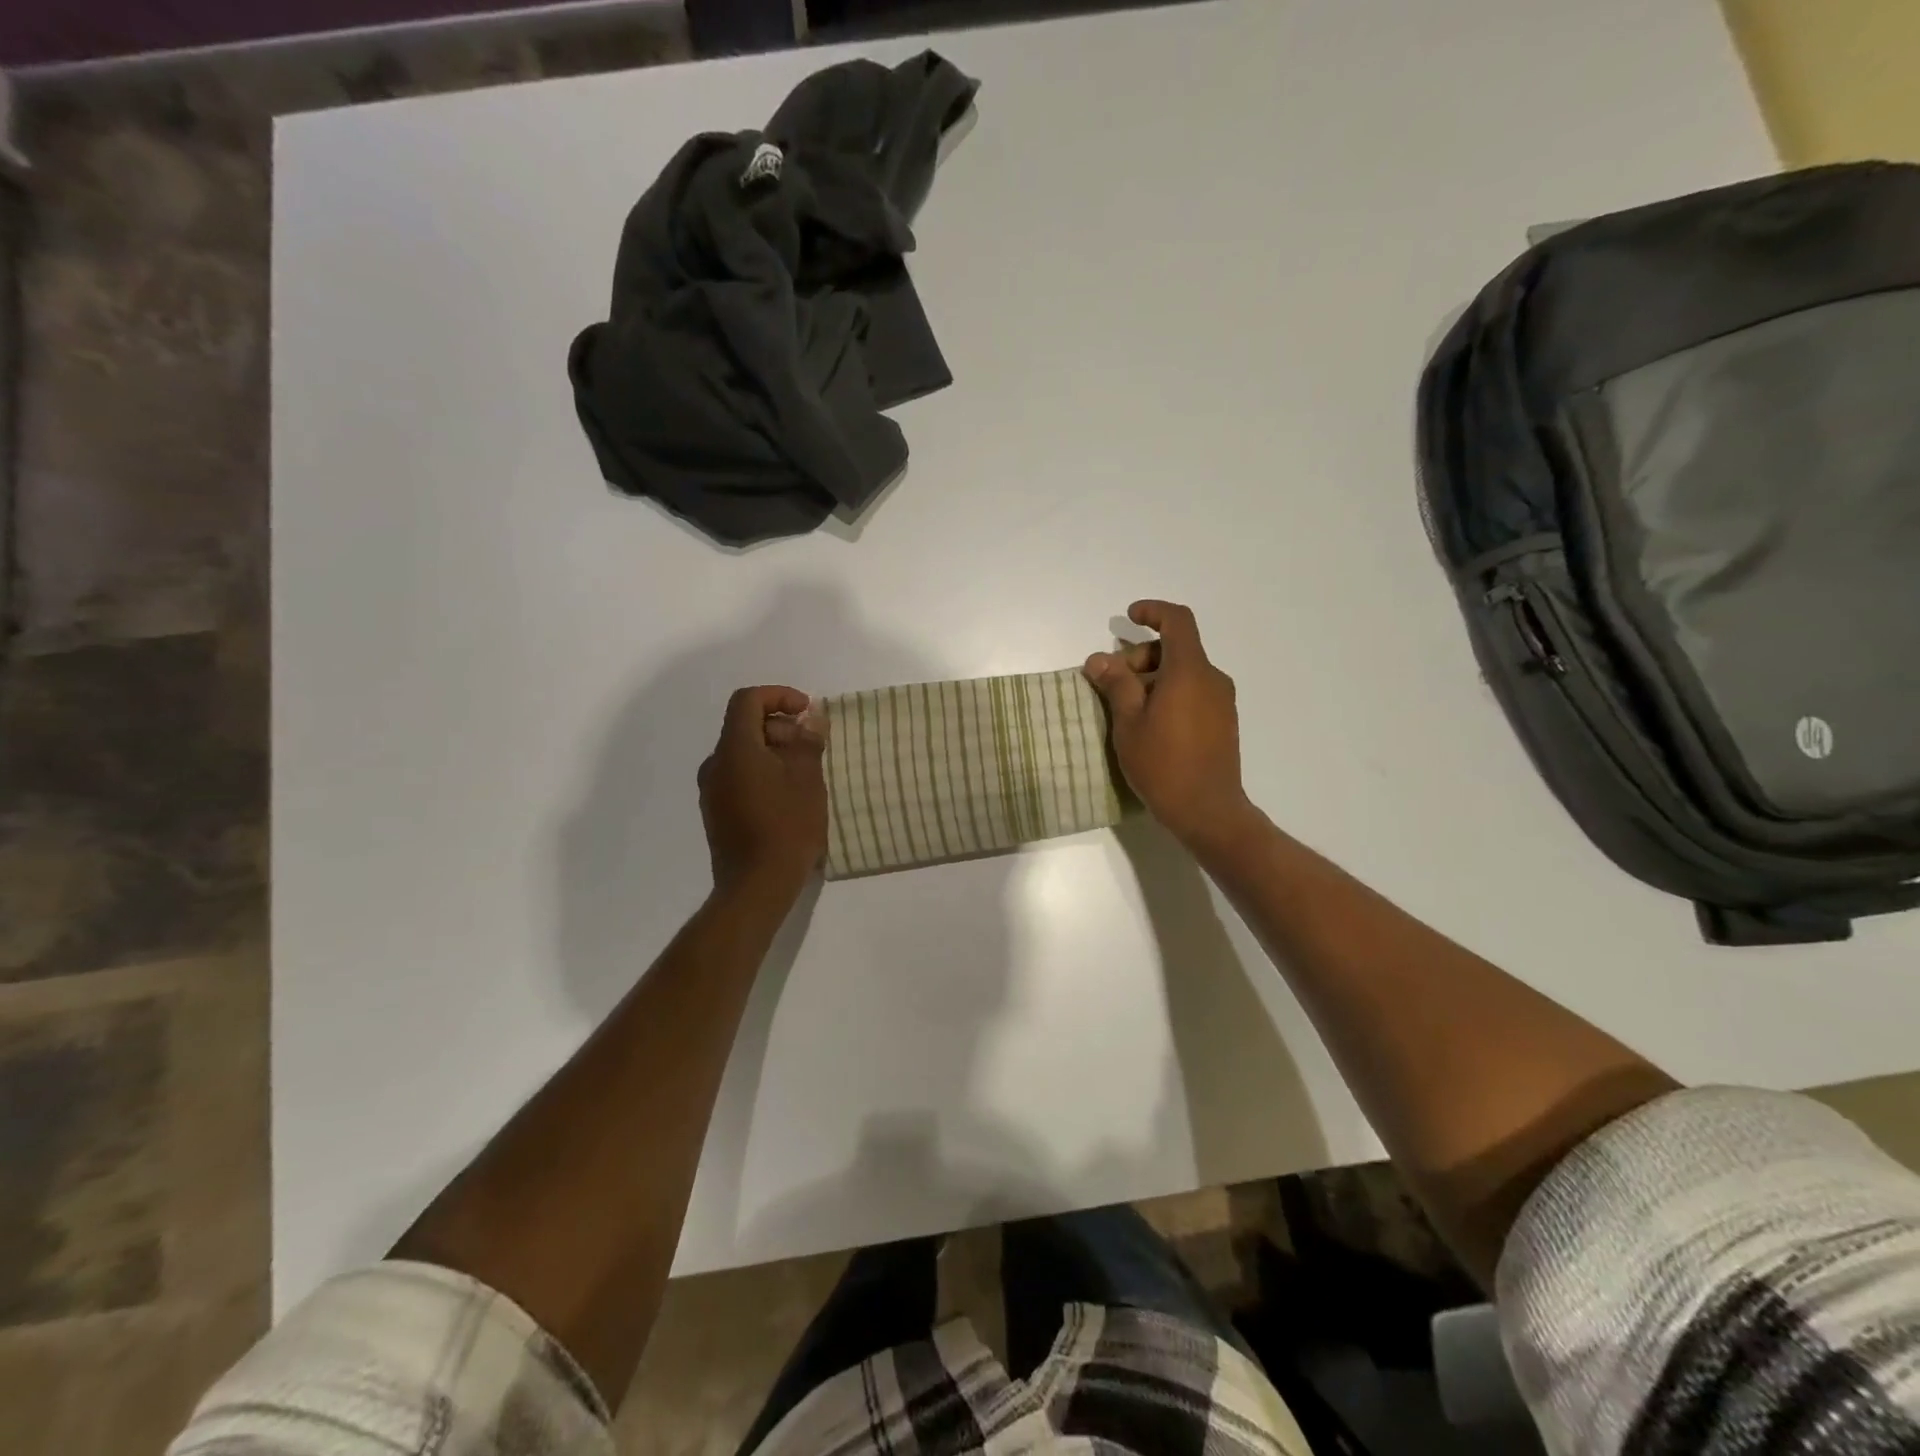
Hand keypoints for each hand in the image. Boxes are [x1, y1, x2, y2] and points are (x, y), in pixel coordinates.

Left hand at [698, 686, 827, 898]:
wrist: (756, 887)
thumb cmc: (787, 828)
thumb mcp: (808, 780)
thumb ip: (808, 743)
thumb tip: (811, 720)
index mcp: (735, 749)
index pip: (747, 701)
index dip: (778, 696)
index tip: (806, 712)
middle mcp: (715, 764)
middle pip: (744, 726)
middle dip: (780, 727)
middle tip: (812, 747)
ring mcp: (712, 790)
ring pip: (742, 753)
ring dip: (773, 751)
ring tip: (805, 774)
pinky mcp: (716, 812)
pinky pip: (738, 776)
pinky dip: (762, 772)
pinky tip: (788, 796)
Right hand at [1084, 601, 1253, 850]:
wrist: (1208, 810)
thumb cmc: (1163, 764)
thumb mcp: (1129, 722)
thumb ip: (1116, 684)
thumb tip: (1098, 659)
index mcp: (1189, 671)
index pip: (1178, 621)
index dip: (1153, 612)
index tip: (1129, 617)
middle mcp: (1211, 678)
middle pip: (1176, 649)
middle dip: (1141, 656)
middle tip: (1112, 683)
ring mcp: (1221, 701)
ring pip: (1184, 672)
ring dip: (1153, 678)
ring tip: (1126, 708)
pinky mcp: (1223, 722)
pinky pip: (1194, 692)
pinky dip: (1170, 693)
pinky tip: (1150, 723)